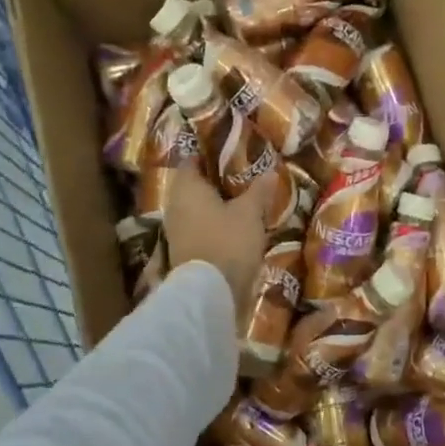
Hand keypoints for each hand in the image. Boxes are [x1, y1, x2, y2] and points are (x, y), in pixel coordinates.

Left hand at [163, 166, 273, 320]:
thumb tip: (269, 171)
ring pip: (195, 208)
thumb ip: (258, 191)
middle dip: (214, 181)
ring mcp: (176, 230)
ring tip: (240, 201)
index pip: (192, 161)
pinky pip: (198, 228)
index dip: (209, 154)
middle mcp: (175, 206)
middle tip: (240, 176)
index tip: (229, 152)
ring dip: (214, 204)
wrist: (209, 294)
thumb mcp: (249, 213)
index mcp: (187, 188)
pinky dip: (213, 224)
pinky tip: (232, 226)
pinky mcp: (182, 251)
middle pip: (193, 185)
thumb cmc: (228, 242)